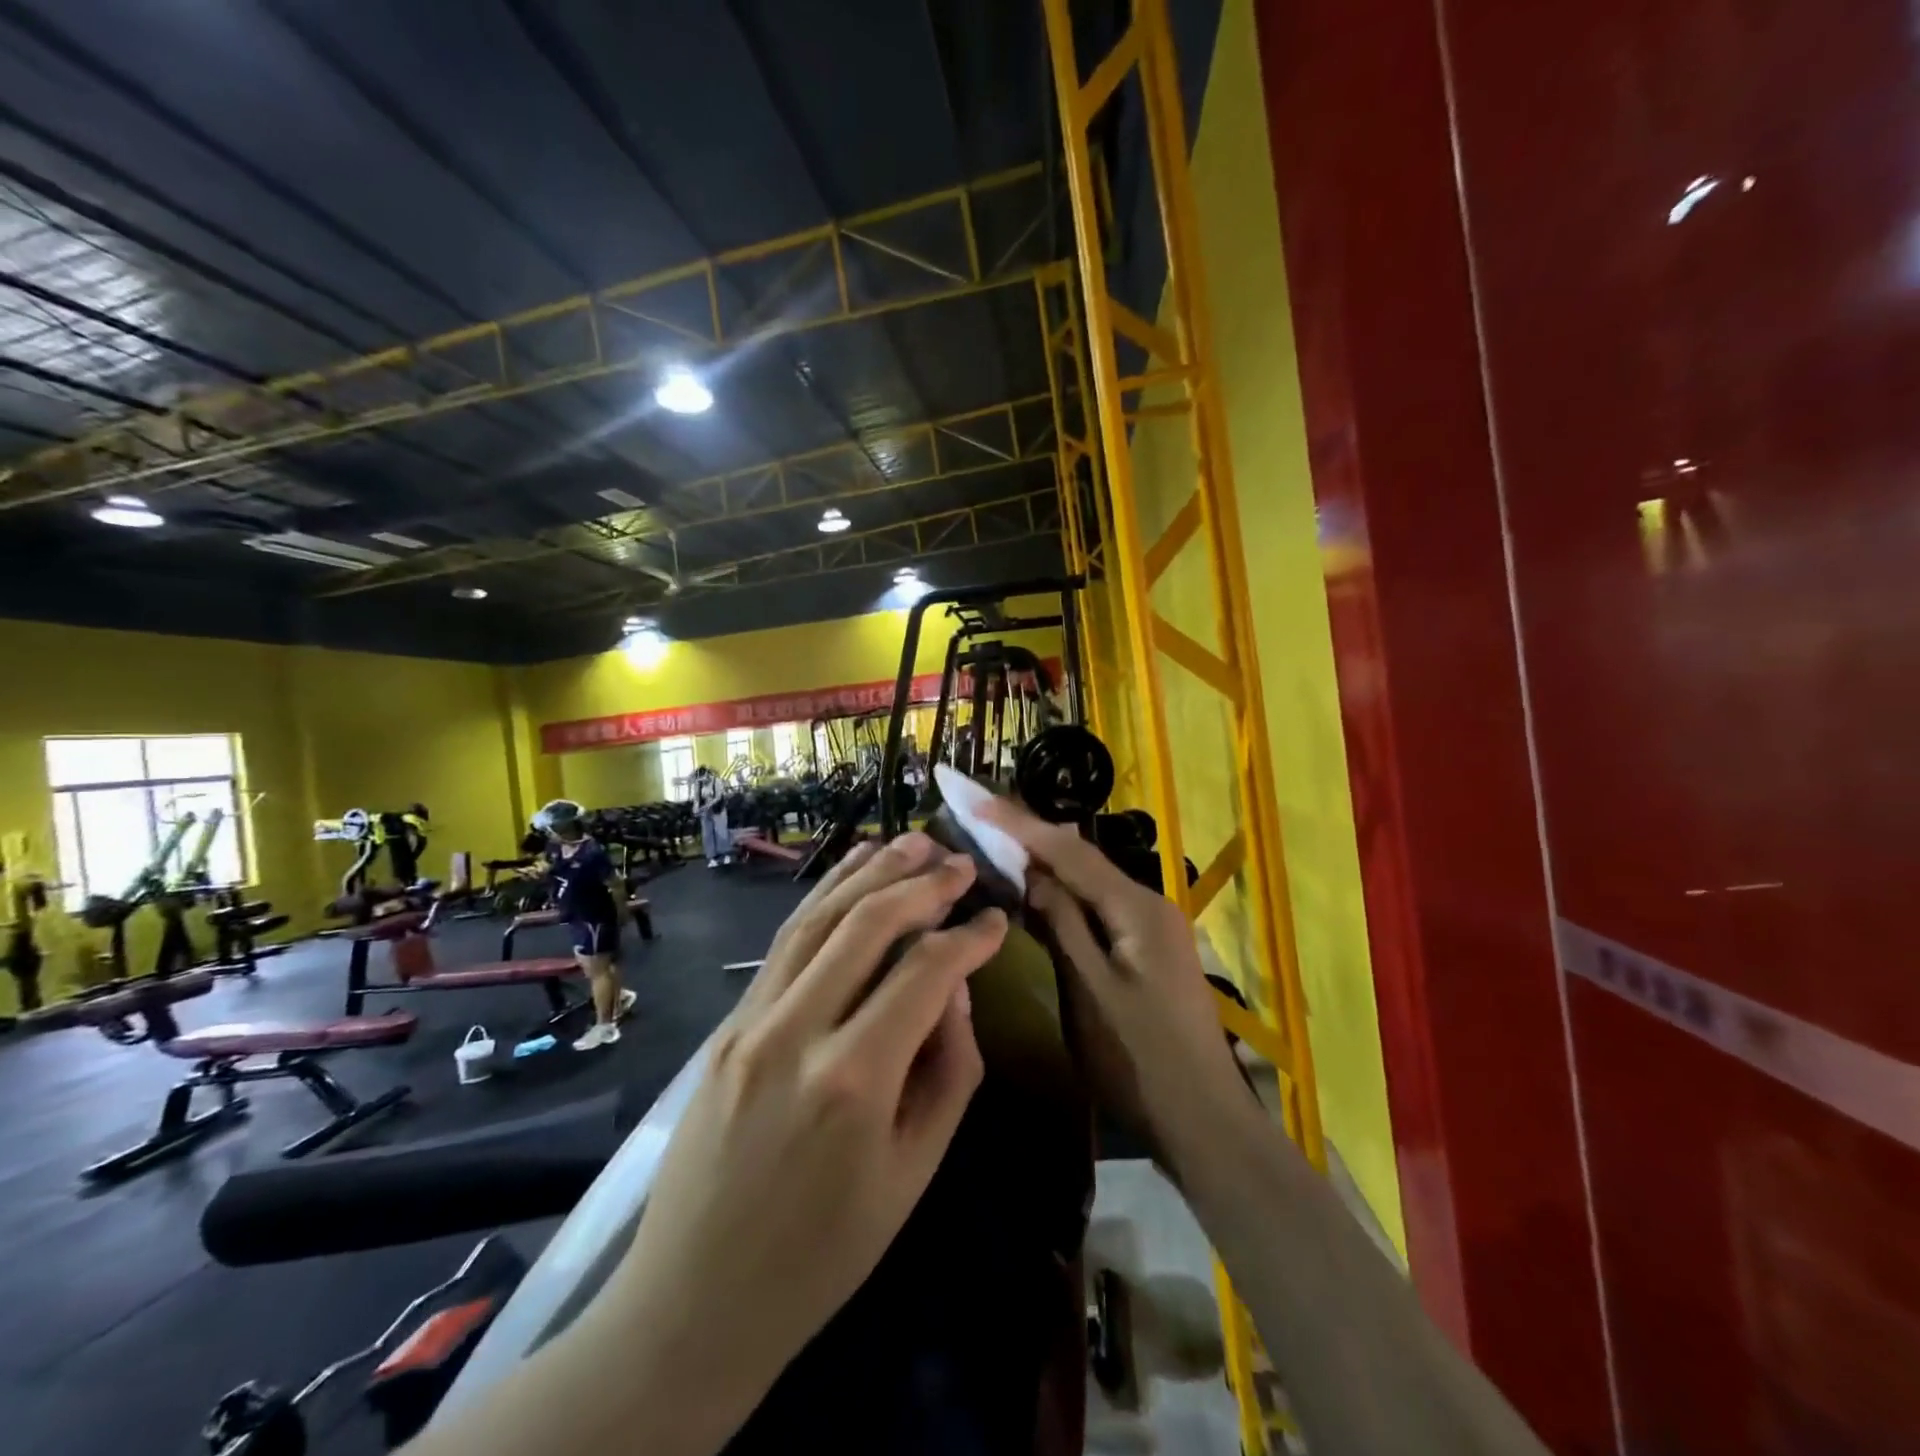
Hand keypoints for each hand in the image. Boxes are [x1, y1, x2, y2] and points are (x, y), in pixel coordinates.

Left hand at [604, 833, 1006, 1440]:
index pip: (924, 974)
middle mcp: (795, 1032)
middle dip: (921, 883)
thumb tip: (955, 990)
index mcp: (852, 1081)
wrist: (693, 1302)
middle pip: (866, 925)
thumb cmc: (823, 1254)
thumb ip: (948, 1070)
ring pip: (817, 918)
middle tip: (961, 862)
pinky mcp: (726, 1024)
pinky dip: (822, 900)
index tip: (998, 920)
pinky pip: (784, 944)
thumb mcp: (913, 1174)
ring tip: (911, 842)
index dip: (969, 938)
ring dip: (868, 872)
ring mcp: (749, 1021)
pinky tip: (849, 877)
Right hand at [976, 795, 1248, 1167]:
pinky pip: (1096, 906)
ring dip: (1044, 862)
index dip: (1019, 823)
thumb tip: (1030, 872)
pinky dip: (1062, 894)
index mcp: (1136, 906)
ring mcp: (1150, 926)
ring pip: (1088, 880)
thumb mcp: (1089, 991)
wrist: (1204, 1122)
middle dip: (1029, 835)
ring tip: (996, 842)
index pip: (1068, 850)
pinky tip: (1035, 892)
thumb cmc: (1140, 1061)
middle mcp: (1147, 902)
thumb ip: (1061, 924)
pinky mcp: (1146, 948)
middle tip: (980, 814)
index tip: (976, 799)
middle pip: (1080, 857)